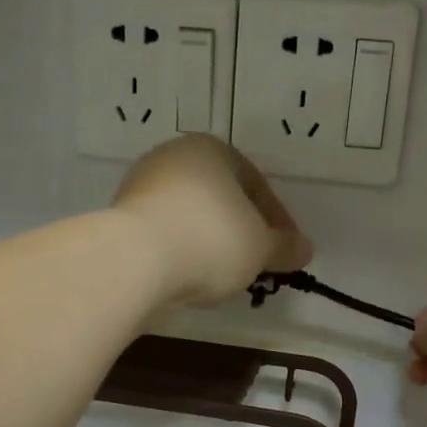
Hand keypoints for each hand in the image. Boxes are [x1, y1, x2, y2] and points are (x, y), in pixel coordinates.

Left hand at [113, 136, 312, 305]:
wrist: (135, 262)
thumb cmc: (210, 240)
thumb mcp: (259, 247)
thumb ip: (284, 247)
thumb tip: (305, 250)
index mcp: (211, 150)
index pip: (256, 184)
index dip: (278, 221)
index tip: (288, 251)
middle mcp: (173, 158)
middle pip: (221, 199)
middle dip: (242, 230)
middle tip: (258, 263)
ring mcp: (141, 187)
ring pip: (192, 217)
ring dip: (212, 243)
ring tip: (227, 276)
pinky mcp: (121, 219)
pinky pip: (166, 235)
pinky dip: (184, 252)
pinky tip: (193, 277)